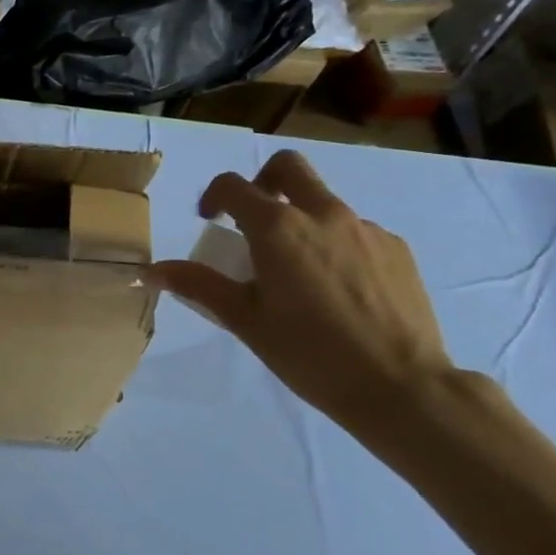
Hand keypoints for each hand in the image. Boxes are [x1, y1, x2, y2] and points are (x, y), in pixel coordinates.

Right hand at [147, 151, 455, 445]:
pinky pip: (356, 231)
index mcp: (278, 229)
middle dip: (263, 181)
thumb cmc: (310, 353)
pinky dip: (336, 245)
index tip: (210, 222)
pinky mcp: (397, 249)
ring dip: (301, 220)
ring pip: (324, 202)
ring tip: (300, 273)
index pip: (232, 186)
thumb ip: (200, 285)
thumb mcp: (245, 321)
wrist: (403, 387)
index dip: (213, 197)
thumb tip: (152, 269)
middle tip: (254, 220)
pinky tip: (339, 290)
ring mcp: (366, 229)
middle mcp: (323, 214)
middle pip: (288, 168)